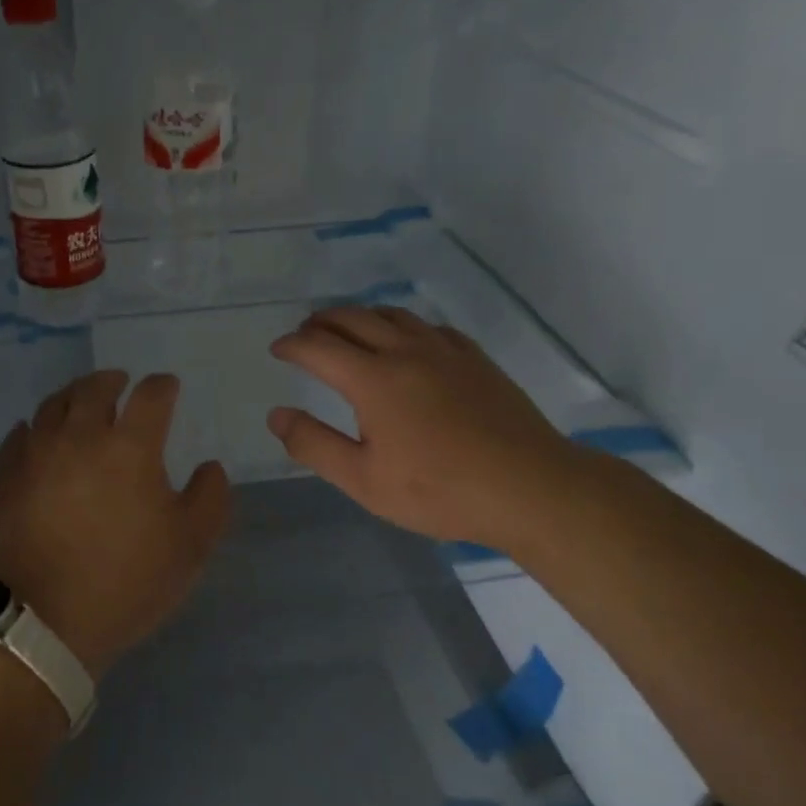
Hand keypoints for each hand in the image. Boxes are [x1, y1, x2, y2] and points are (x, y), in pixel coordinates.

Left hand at [0, 370, 230, 676]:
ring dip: (73, 395)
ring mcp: (38, 455)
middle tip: (122, 383)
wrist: (47, 622)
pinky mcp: (8, 478)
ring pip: (53, 405)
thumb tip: (209, 466)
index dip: (164, 386)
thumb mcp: (191, 545)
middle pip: (95, 388)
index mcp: (130, 446)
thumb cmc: (128, 581)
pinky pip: (18, 437)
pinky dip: (32, 427)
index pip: (151, 395)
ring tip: (81, 401)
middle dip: (113, 380)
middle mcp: (81, 436)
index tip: (170, 387)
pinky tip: (36, 433)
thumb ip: (210, 497)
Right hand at [266, 306, 580, 549]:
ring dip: (360, 316)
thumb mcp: (363, 480)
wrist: (528, 488)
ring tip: (347, 329)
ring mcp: (444, 350)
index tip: (277, 349)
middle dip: (321, 322)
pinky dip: (402, 325)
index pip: (318, 347)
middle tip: (305, 333)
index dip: (292, 344)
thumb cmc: (438, 490)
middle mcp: (405, 351)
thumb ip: (314, 445)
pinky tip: (406, 341)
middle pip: (353, 319)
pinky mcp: (474, 358)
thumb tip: (277, 415)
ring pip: (392, 315)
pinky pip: (428, 326)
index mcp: (373, 380)